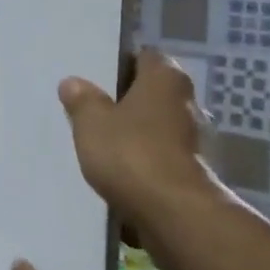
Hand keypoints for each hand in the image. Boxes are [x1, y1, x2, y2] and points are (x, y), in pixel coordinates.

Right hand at [58, 48, 221, 249]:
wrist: (175, 213)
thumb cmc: (131, 153)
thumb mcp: (91, 122)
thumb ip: (82, 100)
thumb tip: (73, 82)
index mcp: (166, 79)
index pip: (146, 56)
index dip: (122, 63)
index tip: (97, 74)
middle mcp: (188, 102)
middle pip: (153, 92)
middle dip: (128, 99)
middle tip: (94, 106)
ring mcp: (196, 139)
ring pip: (158, 125)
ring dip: (137, 131)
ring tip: (103, 140)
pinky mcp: (194, 171)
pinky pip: (162, 155)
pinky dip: (145, 159)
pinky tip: (120, 169)